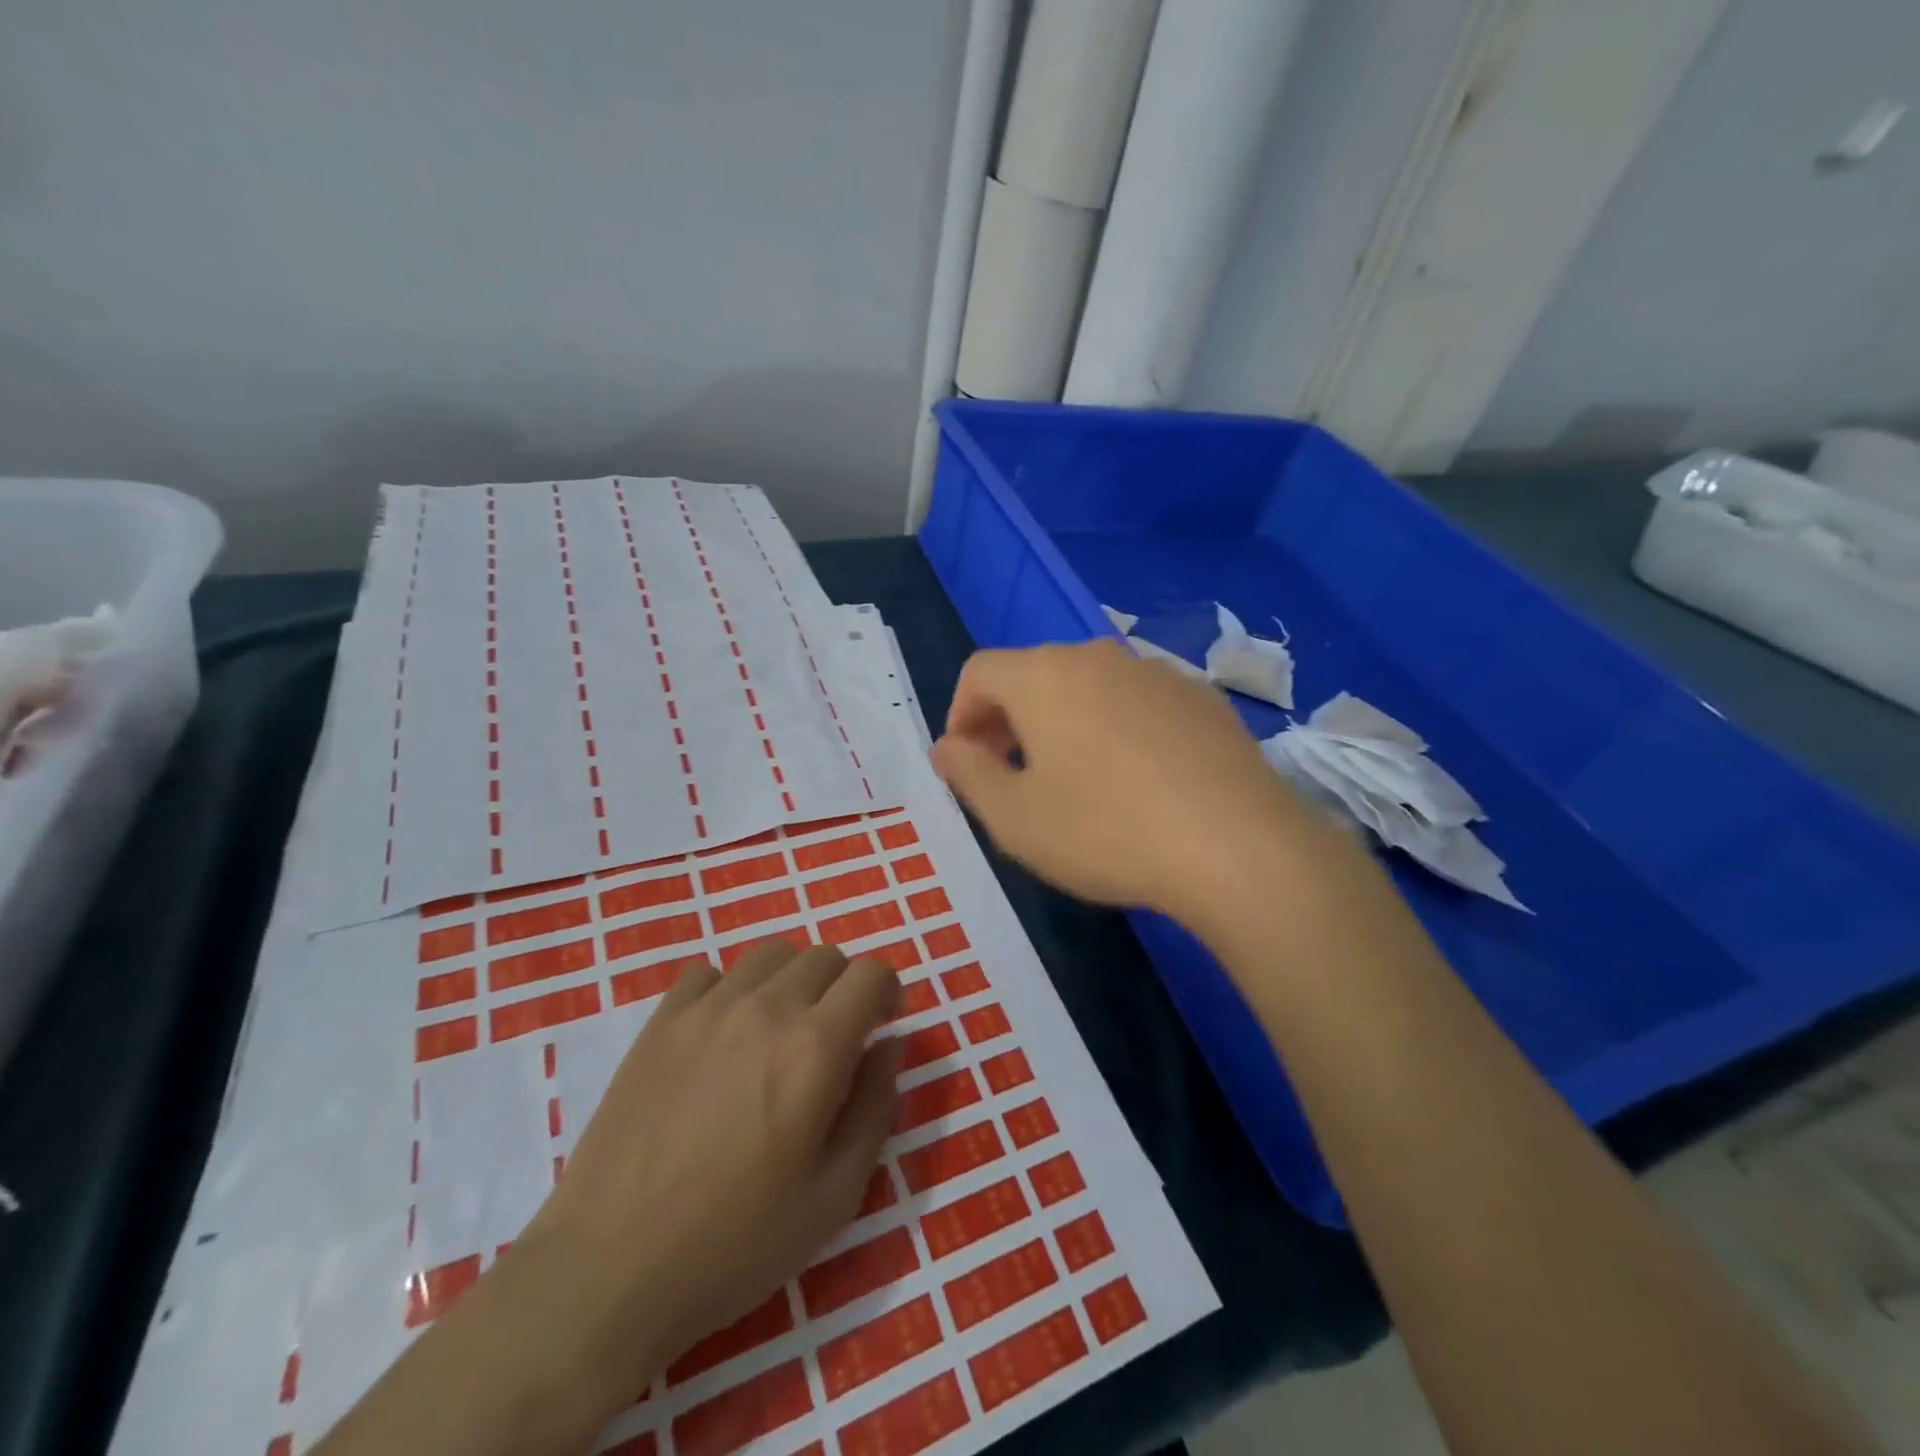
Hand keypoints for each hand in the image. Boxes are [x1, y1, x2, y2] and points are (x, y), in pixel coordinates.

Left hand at [518, 942, 900, 1410]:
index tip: (881, 1026)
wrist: (608, 1271)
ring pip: (769, 955)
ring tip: (777, 1032)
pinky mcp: (660, 1022)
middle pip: (823, 956)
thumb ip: (876, 1108)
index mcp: (815, 1047)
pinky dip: (729, 990)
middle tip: (833, 1038)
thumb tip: (889, 1046)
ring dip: (790, 981)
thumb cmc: (735, 1244)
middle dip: (843, 987)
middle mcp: (765, 1009)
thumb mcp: (835, 1196)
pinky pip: (708, 974)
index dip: (887, 992)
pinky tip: (721, 1038)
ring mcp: (706, 1009)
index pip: (871, 973)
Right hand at [930, 639, 1329, 924]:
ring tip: (1075, 780)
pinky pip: (1136, 702)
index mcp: (1044, 675)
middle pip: (1034, 675)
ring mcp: (1157, 673)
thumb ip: (967, 774)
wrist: (1238, 846)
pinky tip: (1136, 780)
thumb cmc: (1105, 831)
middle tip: (1013, 775)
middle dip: (1009, 720)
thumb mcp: (1014, 817)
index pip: (979, 672)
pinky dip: (1116, 728)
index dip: (960, 715)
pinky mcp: (1202, 697)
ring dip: (1063, 723)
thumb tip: (947, 747)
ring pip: (1087, 687)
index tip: (967, 764)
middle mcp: (1098, 657)